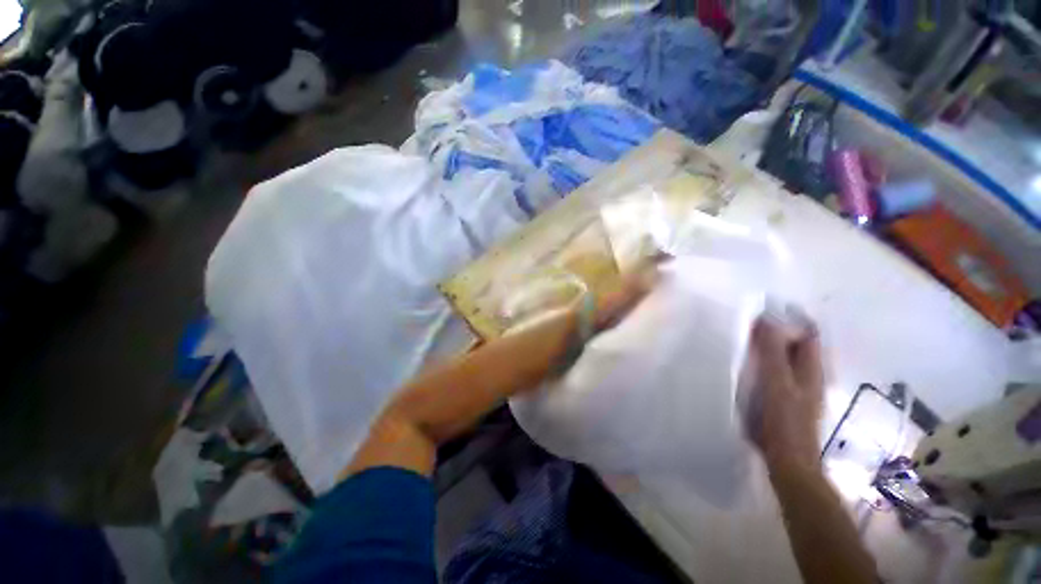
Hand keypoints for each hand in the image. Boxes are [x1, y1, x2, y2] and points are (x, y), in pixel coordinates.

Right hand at [748, 314, 824, 470]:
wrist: (787, 459)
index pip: (807, 332)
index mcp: (811, 367)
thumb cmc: (783, 419)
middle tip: (747, 322)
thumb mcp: (776, 382)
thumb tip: (766, 320)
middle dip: (776, 329)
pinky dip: (763, 360)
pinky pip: (775, 370)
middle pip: (796, 343)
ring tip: (744, 338)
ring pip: (784, 356)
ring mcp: (797, 386)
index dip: (790, 318)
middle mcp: (808, 373)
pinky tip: (747, 363)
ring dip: (768, 345)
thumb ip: (771, 351)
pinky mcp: (784, 397)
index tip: (763, 310)